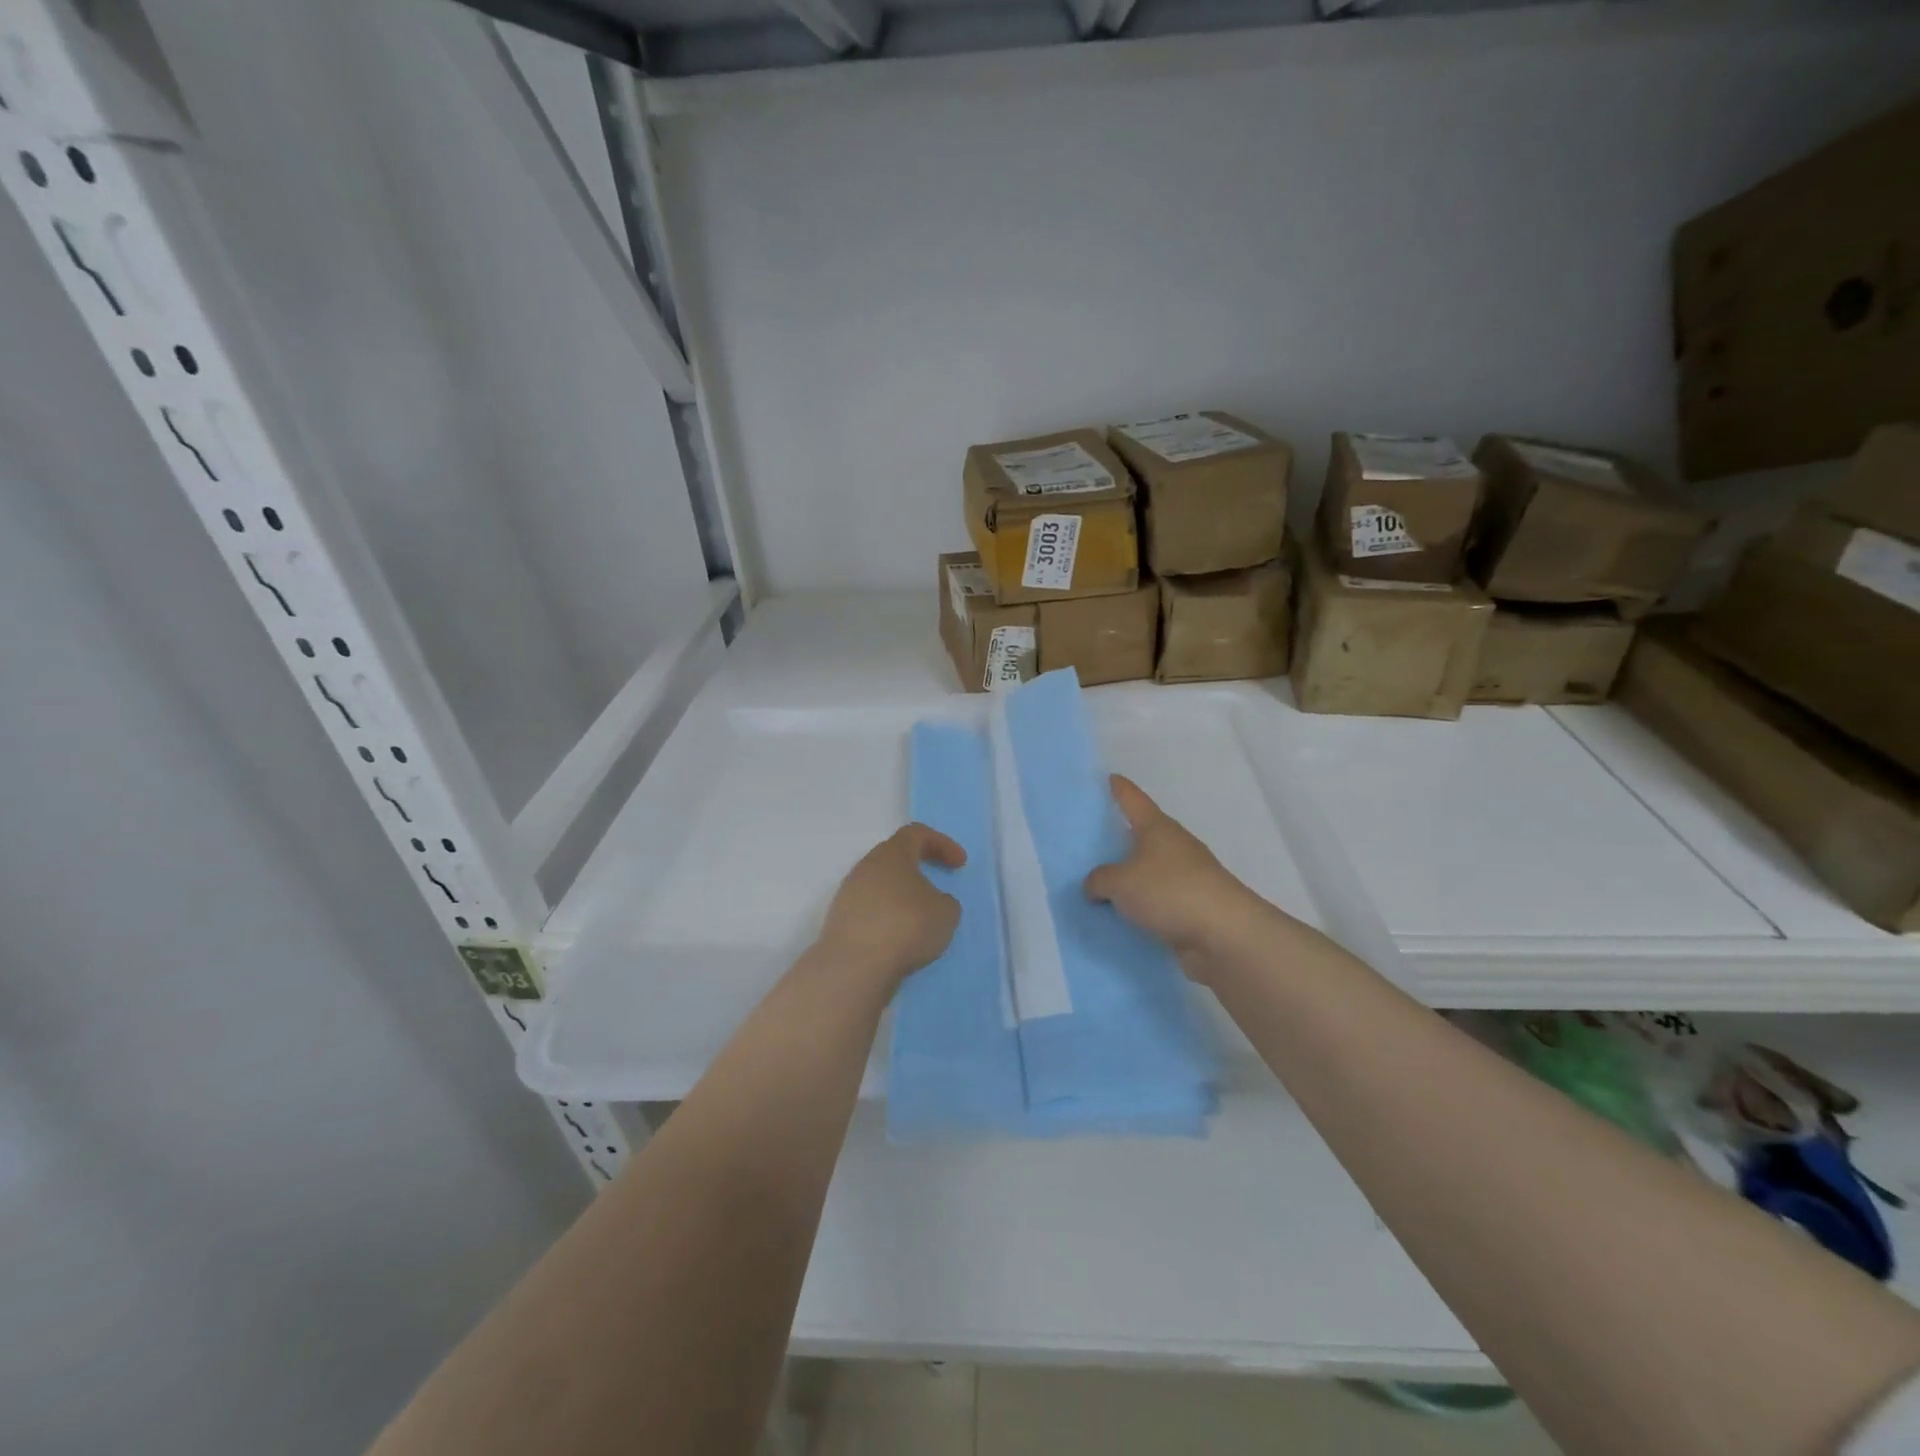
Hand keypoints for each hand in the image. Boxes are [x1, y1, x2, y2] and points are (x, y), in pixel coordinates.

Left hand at [817, 824, 965, 982]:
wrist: (854, 966)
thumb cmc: (906, 926)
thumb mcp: (946, 912)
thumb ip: (945, 901)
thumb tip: (933, 902)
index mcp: (892, 854)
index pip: (916, 834)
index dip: (942, 844)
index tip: (959, 864)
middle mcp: (865, 867)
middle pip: (895, 858)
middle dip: (919, 868)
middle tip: (938, 886)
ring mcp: (848, 894)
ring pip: (881, 885)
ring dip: (902, 896)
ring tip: (920, 919)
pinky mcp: (840, 921)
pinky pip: (870, 910)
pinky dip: (888, 918)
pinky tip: (900, 938)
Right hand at [1085, 776, 1274, 983]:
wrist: (1225, 934)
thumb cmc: (1170, 892)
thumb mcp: (1120, 883)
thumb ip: (1099, 880)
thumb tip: (1096, 885)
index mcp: (1158, 828)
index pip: (1134, 800)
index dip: (1121, 789)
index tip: (1110, 778)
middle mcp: (1175, 846)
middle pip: (1146, 834)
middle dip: (1124, 835)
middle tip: (1096, 837)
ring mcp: (1189, 876)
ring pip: (1153, 868)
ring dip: (1134, 874)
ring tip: (1106, 882)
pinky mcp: (1195, 905)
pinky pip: (1160, 898)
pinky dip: (1144, 902)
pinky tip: (1126, 913)